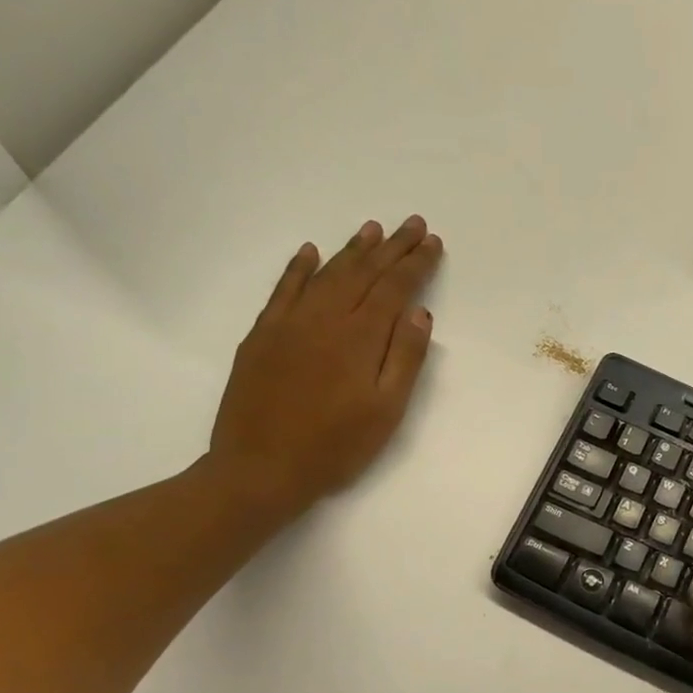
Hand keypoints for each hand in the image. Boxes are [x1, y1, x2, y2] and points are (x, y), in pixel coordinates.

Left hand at [208, 216, 440, 516]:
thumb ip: (404, 358)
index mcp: (360, 338)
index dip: (415, 264)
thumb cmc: (335, 448)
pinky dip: (298, 267)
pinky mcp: (262, 335)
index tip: (432, 242)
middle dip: (391, 247)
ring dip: (352, 249)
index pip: (394, 289)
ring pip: (326, 274)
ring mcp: (289, 323)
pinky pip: (283, 289)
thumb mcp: (386, 411)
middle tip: (411, 223)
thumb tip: (418, 312)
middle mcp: (325, 318)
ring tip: (372, 229)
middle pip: (363, 273)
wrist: (260, 469)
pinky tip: (309, 251)